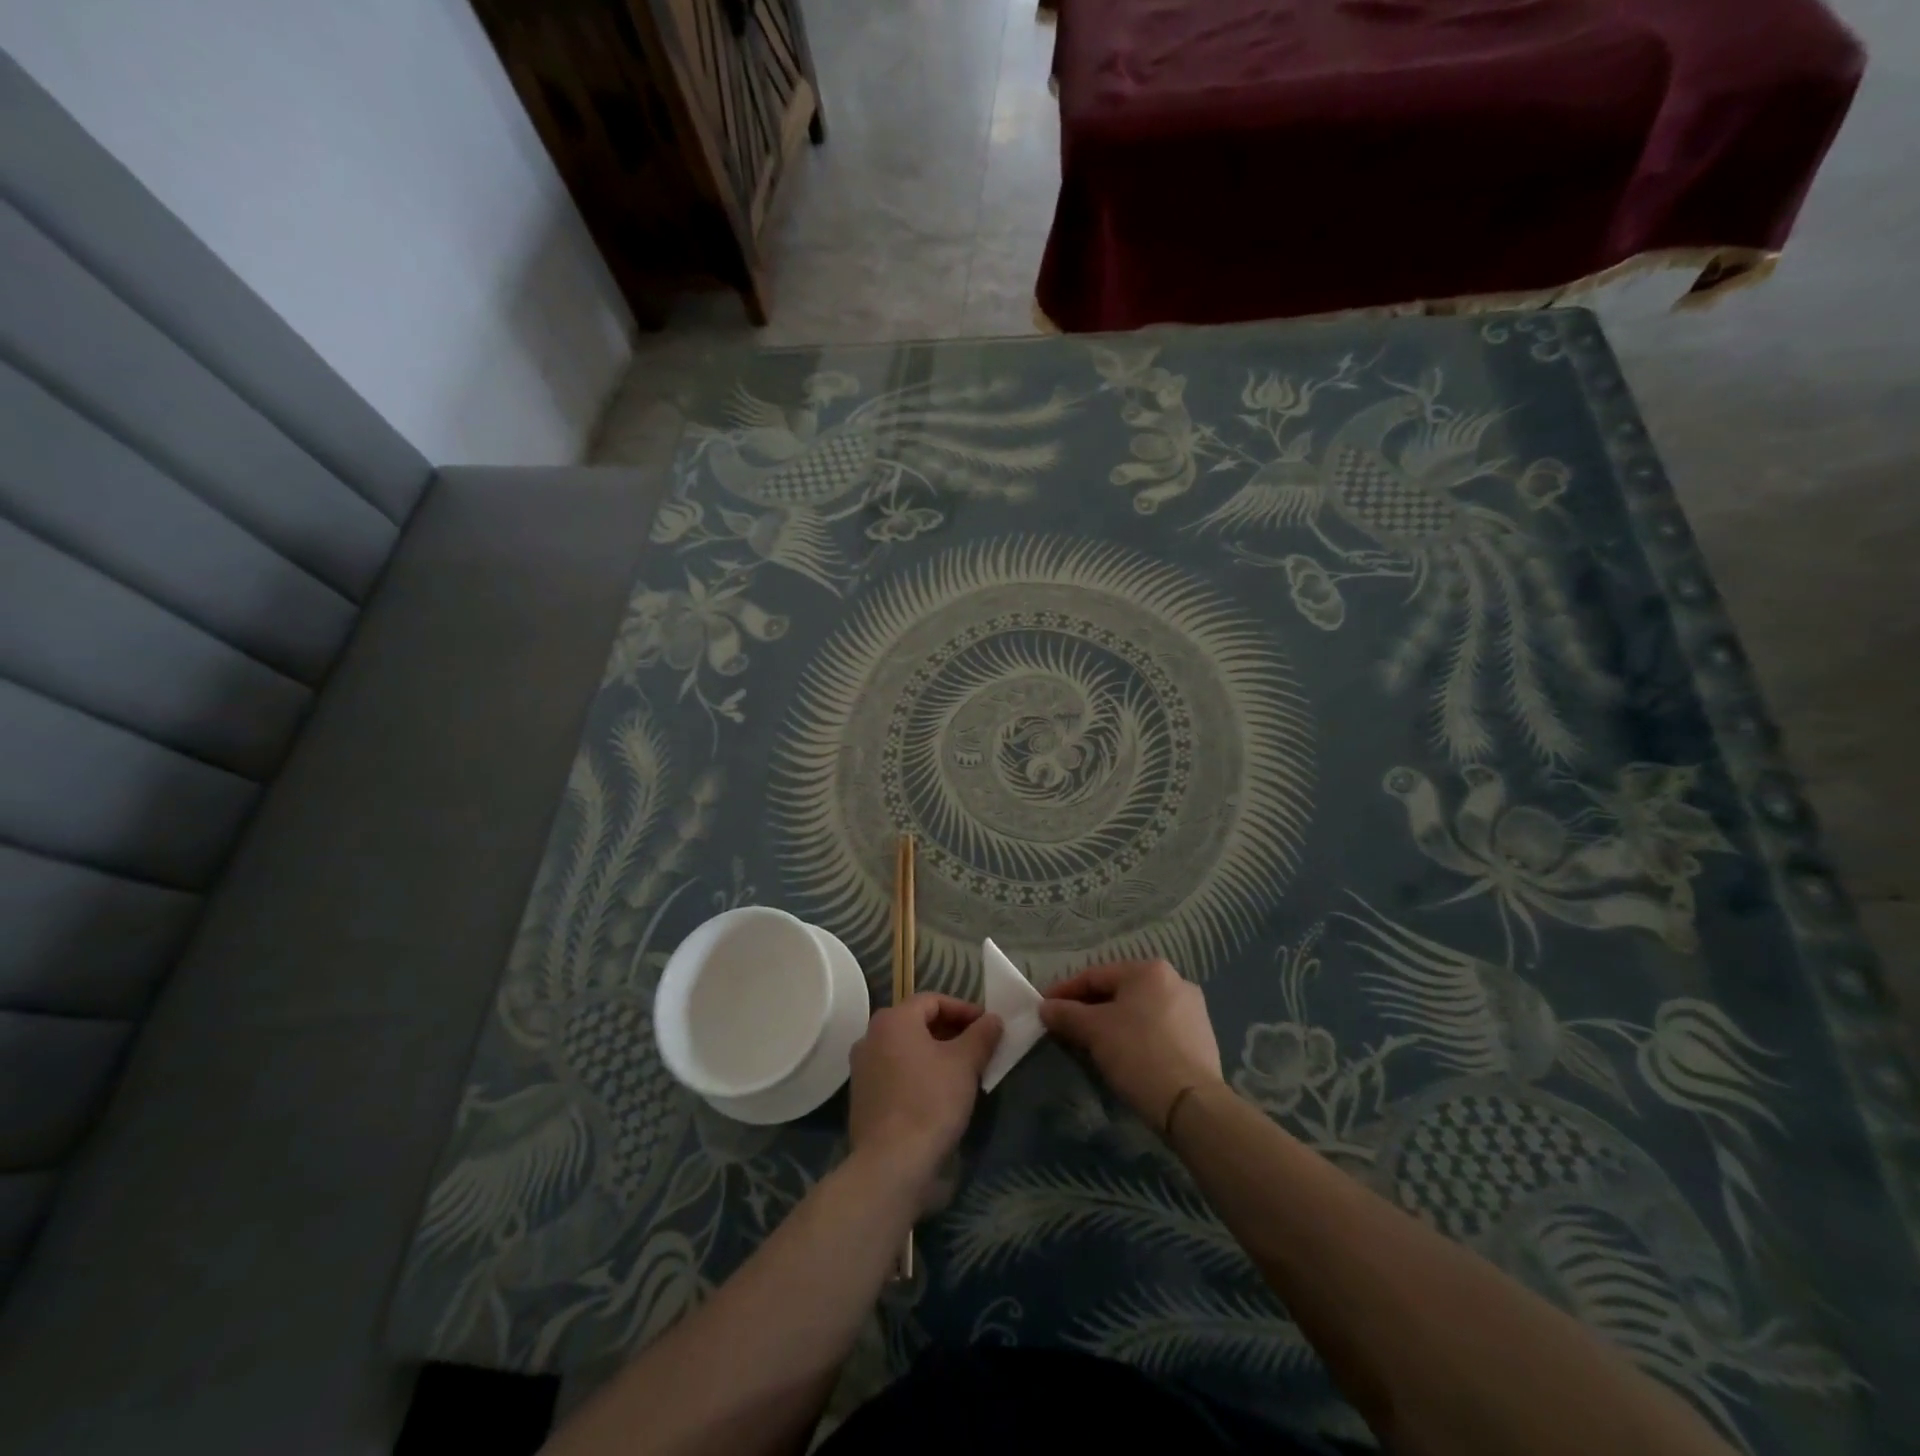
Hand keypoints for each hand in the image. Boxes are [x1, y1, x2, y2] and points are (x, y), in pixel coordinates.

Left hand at [848, 994, 1000, 1202]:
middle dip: (951, 1032)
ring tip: (964, 1071)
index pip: (933, 1001)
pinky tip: (940, 1094)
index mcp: (893, 1020)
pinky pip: (896, 1073)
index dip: (964, 1009)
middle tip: (979, 1048)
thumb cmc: (930, 1102)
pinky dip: (919, 1074)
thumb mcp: (965, 1063)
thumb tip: (993, 1019)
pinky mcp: (863, 1098)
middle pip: (917, 1023)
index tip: (988, 1026)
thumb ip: (981, 1035)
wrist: (892, 1164)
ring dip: (936, 1054)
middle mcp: (871, 1037)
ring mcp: (862, 1069)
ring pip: (907, 1050)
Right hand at [1040, 960, 1222, 1129]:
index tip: (1045, 1008)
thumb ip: (1066, 1013)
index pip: (1095, 975)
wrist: (1192, 1104)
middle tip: (1065, 1026)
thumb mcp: (1093, 1030)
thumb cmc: (1138, 1053)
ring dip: (1111, 1023)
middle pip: (1118, 992)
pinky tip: (1123, 1055)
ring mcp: (1192, 1010)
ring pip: (1138, 1011)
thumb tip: (1045, 1008)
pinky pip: (1156, 1029)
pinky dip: (1135, 1037)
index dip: (1065, 991)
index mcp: (1149, 970)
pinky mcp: (1201, 1038)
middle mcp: (1175, 981)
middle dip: (1089, 1008)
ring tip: (1090, 1043)